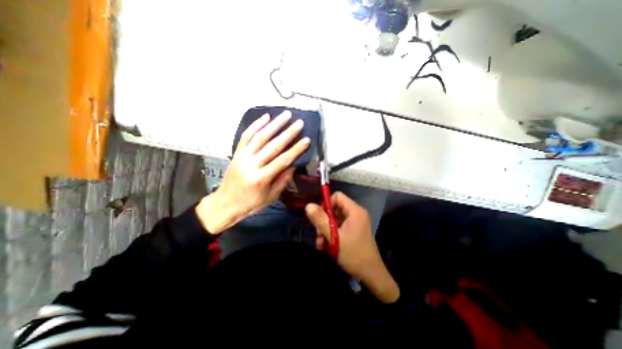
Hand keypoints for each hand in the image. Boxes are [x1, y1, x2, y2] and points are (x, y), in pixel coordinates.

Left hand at [196, 112, 308, 233]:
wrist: (225, 203)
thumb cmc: (251, 203)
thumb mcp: (271, 196)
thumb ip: (283, 180)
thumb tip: (293, 164)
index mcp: (261, 178)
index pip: (283, 160)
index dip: (296, 150)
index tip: (306, 140)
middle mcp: (251, 165)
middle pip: (273, 146)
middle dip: (288, 133)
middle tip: (299, 123)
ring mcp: (242, 157)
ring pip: (260, 137)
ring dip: (274, 124)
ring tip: (286, 115)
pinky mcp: (237, 153)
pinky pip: (246, 136)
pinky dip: (255, 125)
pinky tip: (265, 117)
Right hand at [306, 191, 397, 301]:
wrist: (371, 275)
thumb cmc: (353, 254)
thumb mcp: (334, 237)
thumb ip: (321, 220)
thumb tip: (308, 205)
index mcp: (355, 211)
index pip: (337, 196)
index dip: (326, 204)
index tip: (319, 217)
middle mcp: (356, 214)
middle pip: (335, 208)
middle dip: (324, 221)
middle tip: (318, 235)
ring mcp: (355, 223)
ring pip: (335, 219)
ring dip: (325, 230)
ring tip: (321, 244)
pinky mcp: (353, 231)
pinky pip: (339, 227)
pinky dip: (331, 234)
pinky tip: (326, 247)